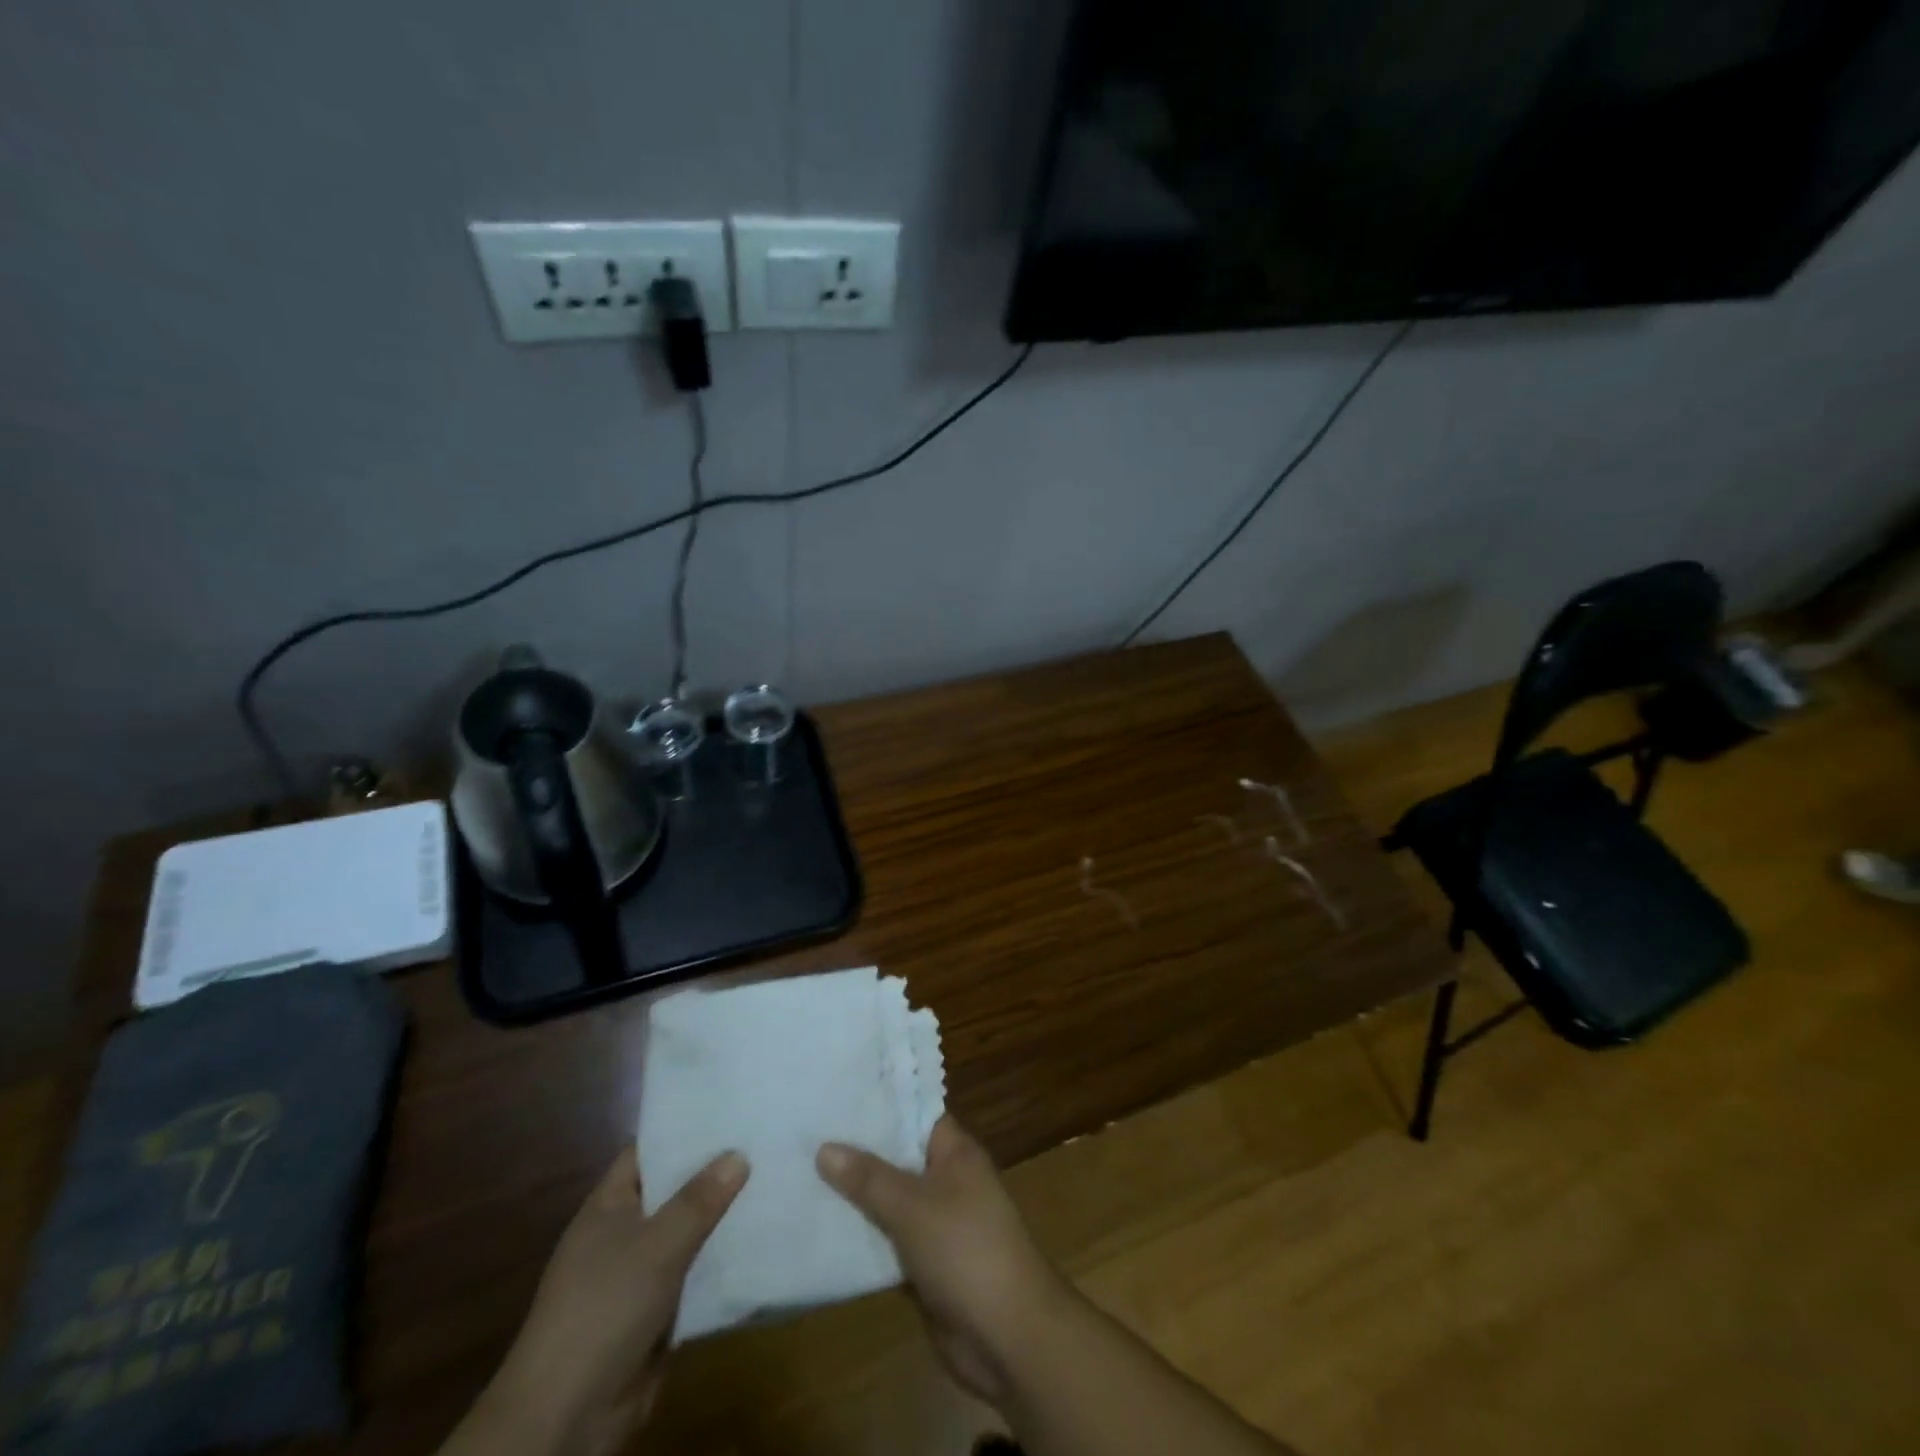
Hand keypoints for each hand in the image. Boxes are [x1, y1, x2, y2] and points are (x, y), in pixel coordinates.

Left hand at [471, 1146, 747, 1455]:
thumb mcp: (656, 1245)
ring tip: (775, 1181)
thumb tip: (739, 1154)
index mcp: (609, 1205)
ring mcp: (639, 1273)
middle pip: (673, 1189)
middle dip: (713, 1170)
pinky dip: (721, 1260)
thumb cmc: (603, 1308)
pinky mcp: (656, 1311)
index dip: (683, 1129)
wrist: (567, 1416)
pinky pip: (695, 1272)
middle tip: (764, 1140)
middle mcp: (623, 1232)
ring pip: (688, 1232)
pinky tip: (761, 1240)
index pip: (648, 1150)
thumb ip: (698, 1200)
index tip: (728, 1108)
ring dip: (723, 1217)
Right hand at [817, 1117, 1069, 1405]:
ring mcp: (937, 1223)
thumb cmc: (966, 1250)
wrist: (1008, 1336)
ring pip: (889, 1200)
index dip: (879, 1104)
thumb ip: (869, 1178)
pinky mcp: (926, 1263)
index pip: (914, 1114)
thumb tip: (824, 1147)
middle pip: (897, 1157)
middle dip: (857, 1151)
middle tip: (805, 1134)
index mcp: (955, 1152)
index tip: (835, 1095)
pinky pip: (888, 1239)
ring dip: (855, 1196)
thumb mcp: (913, 1206)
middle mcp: (947, 1180)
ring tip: (801, 1174)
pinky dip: (863, 1236)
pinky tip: (821, 1229)